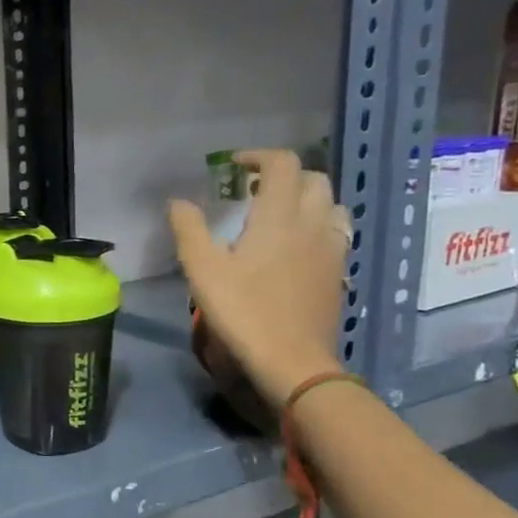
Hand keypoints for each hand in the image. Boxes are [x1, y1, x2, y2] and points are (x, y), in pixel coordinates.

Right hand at [171, 149, 350, 407]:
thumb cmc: (243, 312)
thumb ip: (189, 230)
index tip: (235, 166)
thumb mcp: (202, 271)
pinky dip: (318, 225)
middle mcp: (312, 223)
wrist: (292, 360)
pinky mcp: (339, 272)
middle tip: (254, 191)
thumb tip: (179, 202)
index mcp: (279, 216)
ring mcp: (332, 248)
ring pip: (331, 204)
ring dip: (306, 199)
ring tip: (279, 215)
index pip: (282, 164)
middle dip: (284, 176)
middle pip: (312, 178)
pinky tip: (298, 247)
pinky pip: (336, 232)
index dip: (259, 156)